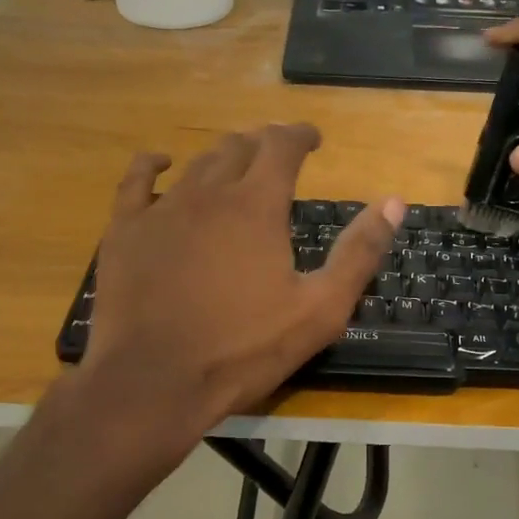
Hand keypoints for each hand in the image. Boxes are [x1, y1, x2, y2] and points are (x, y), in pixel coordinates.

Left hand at [82, 125, 403, 444]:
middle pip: (239, 147)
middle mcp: (209, 192)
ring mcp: (161, 209)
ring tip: (234, 164)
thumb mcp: (320, 309)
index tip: (313, 139)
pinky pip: (136, 181)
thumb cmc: (244, 349)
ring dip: (221, 157)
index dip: (300, 135)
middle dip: (263, 143)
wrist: (153, 382)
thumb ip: (359, 252)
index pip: (282, 146)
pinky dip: (152, 165)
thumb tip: (394, 202)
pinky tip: (161, 162)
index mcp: (257, 205)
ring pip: (196, 164)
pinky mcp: (125, 231)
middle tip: (277, 154)